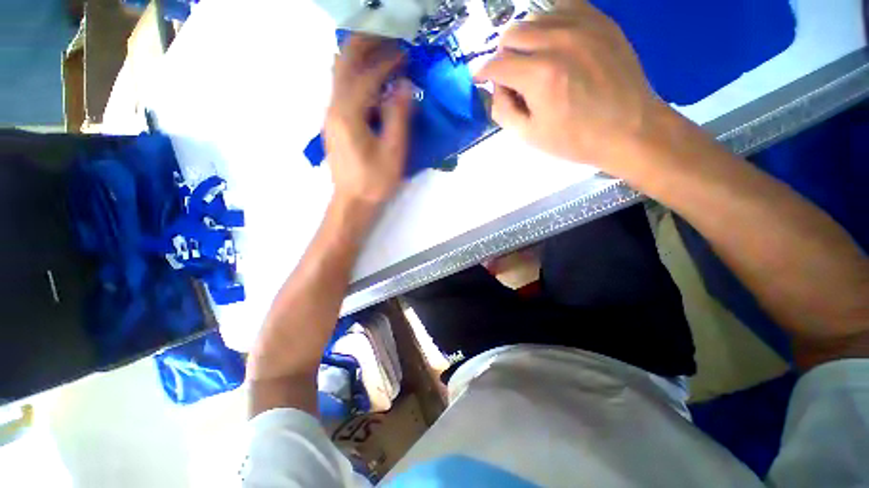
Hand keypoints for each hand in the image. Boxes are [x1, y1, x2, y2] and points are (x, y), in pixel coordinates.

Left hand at [325, 35, 412, 206]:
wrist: (352, 202)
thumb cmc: (374, 182)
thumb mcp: (393, 152)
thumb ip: (398, 117)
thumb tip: (404, 86)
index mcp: (348, 114)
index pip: (367, 75)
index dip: (387, 61)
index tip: (406, 53)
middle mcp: (333, 108)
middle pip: (344, 62)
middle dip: (367, 46)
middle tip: (391, 42)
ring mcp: (330, 115)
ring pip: (340, 74)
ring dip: (360, 59)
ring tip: (383, 56)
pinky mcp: (334, 124)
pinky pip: (342, 90)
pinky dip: (357, 78)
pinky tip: (373, 84)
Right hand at [475, 0, 667, 170]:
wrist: (629, 129)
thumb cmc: (575, 139)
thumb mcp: (529, 136)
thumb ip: (502, 110)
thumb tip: (496, 88)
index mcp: (539, 76)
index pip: (495, 64)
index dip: (482, 73)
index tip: (479, 80)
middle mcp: (557, 42)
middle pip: (511, 34)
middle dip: (503, 57)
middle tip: (512, 77)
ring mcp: (582, 26)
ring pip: (534, 18)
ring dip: (525, 41)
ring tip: (534, 62)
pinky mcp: (599, 20)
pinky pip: (562, 7)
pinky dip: (550, 23)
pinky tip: (554, 43)